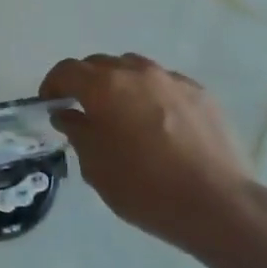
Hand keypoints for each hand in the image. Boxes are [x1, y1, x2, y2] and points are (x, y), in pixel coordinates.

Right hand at [41, 53, 266, 258]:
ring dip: (119, 84)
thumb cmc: (144, 188)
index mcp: (105, 87)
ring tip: (122, 114)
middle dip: (85, 82)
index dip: (53, 85)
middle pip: (101, 64)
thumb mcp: (96, 167)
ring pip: (135, 69)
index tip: (50, 105)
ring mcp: (173, 80)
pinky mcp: (201, 94)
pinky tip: (158, 124)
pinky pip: (165, 84)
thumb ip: (78, 132)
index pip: (67, 71)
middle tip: (83, 110)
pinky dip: (151, 95)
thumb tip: (68, 114)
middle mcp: (138, 72)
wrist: (217, 203)